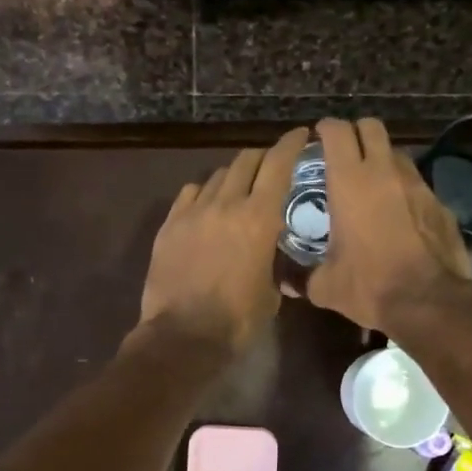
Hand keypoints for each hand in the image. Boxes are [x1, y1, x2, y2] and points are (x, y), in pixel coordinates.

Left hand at [139, 127, 308, 352]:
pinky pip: (190, 193)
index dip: (290, 144)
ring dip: (234, 175)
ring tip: (240, 186)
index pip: (278, 165)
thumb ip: (275, 262)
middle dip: (263, 156)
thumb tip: (275, 255)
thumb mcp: (271, 292)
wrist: (183, 336)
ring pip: (217, 175)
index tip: (301, 135)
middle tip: (272, 163)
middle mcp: (226, 204)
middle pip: (246, 161)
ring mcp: (193, 212)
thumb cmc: (237, 320)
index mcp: (259, 218)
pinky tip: (207, 203)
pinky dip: (204, 191)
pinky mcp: (170, 225)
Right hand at [306, 118, 471, 329]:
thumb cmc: (369, 285)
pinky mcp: (439, 204)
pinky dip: (404, 190)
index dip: (325, 129)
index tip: (317, 138)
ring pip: (397, 153)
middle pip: (371, 127)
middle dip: (356, 133)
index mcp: (350, 182)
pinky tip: (398, 215)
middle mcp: (385, 173)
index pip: (337, 132)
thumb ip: (301, 277)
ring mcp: (417, 185)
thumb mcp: (326, 286)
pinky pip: (417, 184)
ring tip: (371, 184)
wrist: (429, 302)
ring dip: (382, 160)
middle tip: (343, 153)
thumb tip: (284, 282)